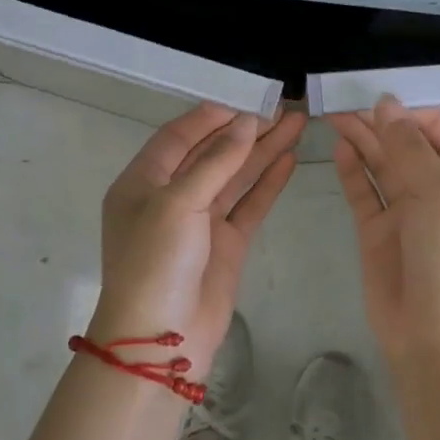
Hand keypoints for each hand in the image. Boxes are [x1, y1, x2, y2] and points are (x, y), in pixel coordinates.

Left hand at [91, 103, 304, 372]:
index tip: (247, 98)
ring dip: (263, 151)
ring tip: (296, 124)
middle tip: (282, 108)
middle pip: (212, 153)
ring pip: (235, 177)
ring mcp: (200, 222)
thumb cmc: (156, 263)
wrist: (162, 340)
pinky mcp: (226, 245)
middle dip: (245, 130)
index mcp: (142, 182)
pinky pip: (249, 205)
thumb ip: (215, 162)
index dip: (212, 116)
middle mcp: (170, 197)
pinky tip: (288, 160)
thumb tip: (245, 123)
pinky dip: (268, 183)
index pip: (178, 137)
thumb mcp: (177, 204)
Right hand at [328, 97, 439, 365]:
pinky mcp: (379, 235)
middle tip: (344, 103)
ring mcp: (408, 215)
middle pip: (409, 148)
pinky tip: (339, 149)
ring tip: (334, 116)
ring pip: (383, 167)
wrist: (436, 335)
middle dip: (381, 125)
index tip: (382, 104)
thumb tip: (387, 105)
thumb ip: (411, 148)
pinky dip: (353, 171)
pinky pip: (365, 194)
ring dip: (363, 141)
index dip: (414, 117)